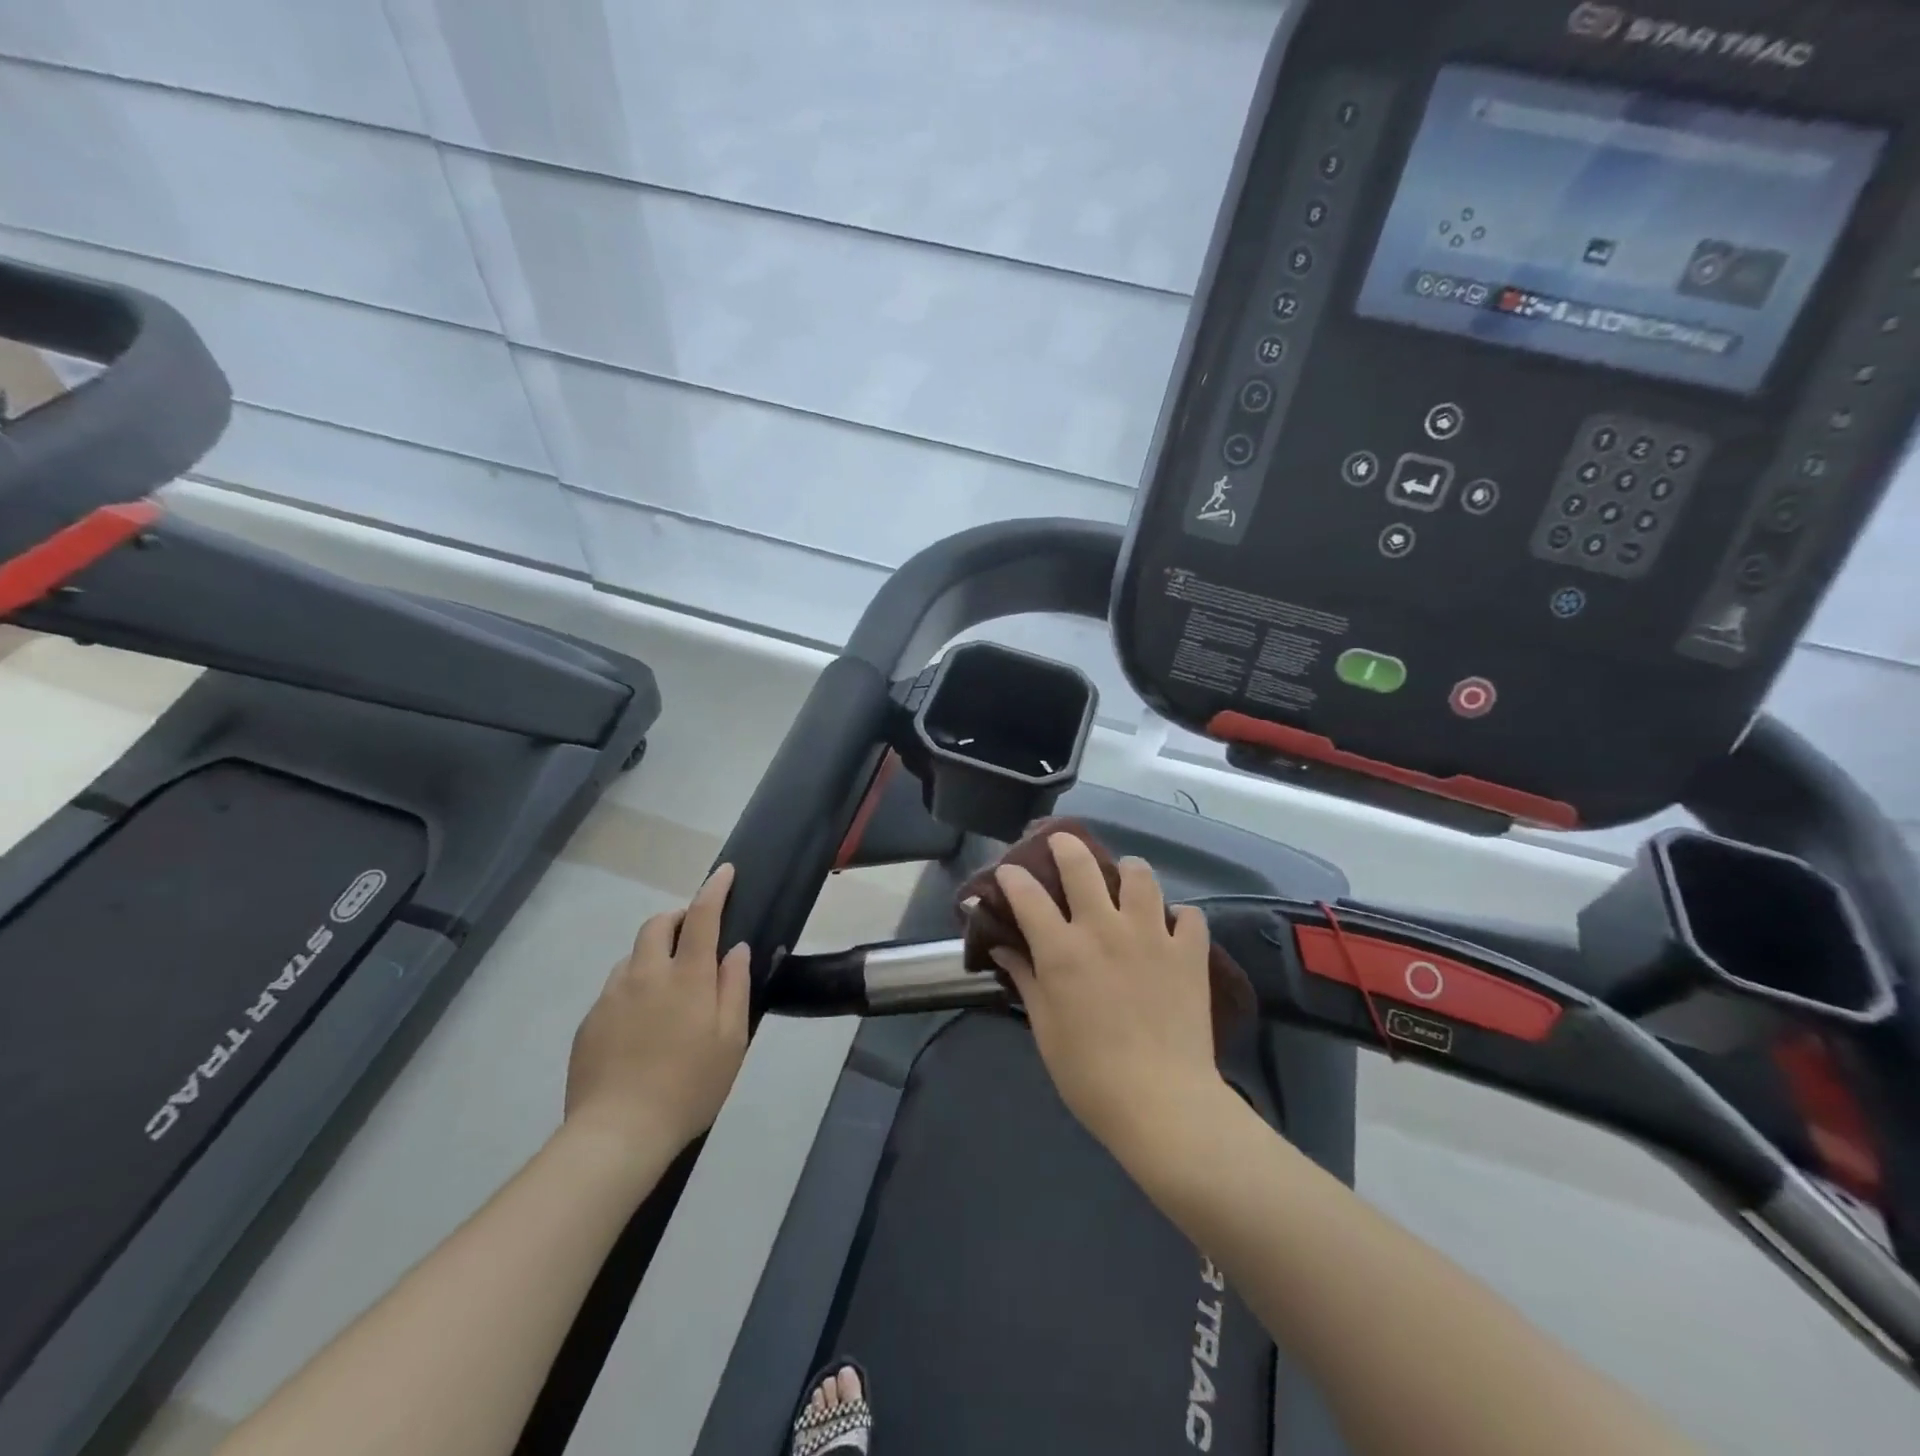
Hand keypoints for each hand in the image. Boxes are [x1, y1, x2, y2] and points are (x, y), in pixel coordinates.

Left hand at [565, 864, 750, 1155]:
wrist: (618, 1133)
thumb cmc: (689, 1086)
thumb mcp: (732, 1040)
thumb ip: (735, 987)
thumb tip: (736, 949)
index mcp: (687, 976)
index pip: (702, 916)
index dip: (714, 889)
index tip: (724, 872)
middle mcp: (646, 974)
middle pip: (657, 924)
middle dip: (677, 917)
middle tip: (694, 934)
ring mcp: (612, 996)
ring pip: (633, 955)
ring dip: (653, 953)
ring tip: (668, 987)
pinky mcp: (590, 1021)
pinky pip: (615, 988)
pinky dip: (634, 987)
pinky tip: (642, 1024)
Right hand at [990, 834, 1224, 1162]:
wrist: (1162, 1103)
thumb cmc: (1089, 1073)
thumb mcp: (1044, 1027)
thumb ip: (1024, 977)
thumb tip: (1002, 945)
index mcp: (1063, 949)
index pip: (1027, 894)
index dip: (1011, 878)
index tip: (1007, 873)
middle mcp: (1104, 928)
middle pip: (1081, 865)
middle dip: (1065, 846)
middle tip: (1061, 846)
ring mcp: (1151, 935)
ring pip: (1140, 876)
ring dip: (1127, 871)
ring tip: (1124, 880)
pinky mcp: (1189, 952)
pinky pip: (1189, 915)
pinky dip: (1178, 917)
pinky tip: (1171, 929)